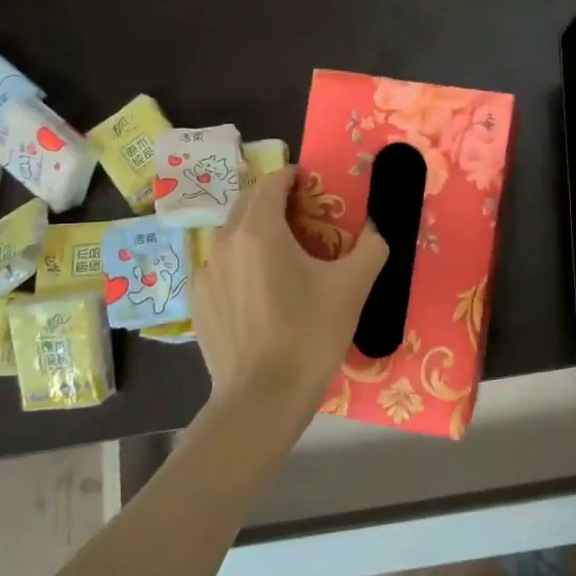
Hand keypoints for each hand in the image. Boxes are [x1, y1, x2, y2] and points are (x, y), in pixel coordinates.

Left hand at [191, 166, 387, 435]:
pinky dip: (240, 264)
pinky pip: (220, 267)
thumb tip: (378, 229)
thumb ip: (371, 247)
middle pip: (248, 203)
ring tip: (282, 256)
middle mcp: (225, 242)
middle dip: (274, 201)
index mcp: (260, 230)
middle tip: (304, 217)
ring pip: (232, 235)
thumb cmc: (310, 336)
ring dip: (256, 232)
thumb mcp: (352, 288)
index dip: (293, 178)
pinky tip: (259, 292)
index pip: (272, 182)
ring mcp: (205, 273)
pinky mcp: (197, 302)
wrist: (262, 398)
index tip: (313, 186)